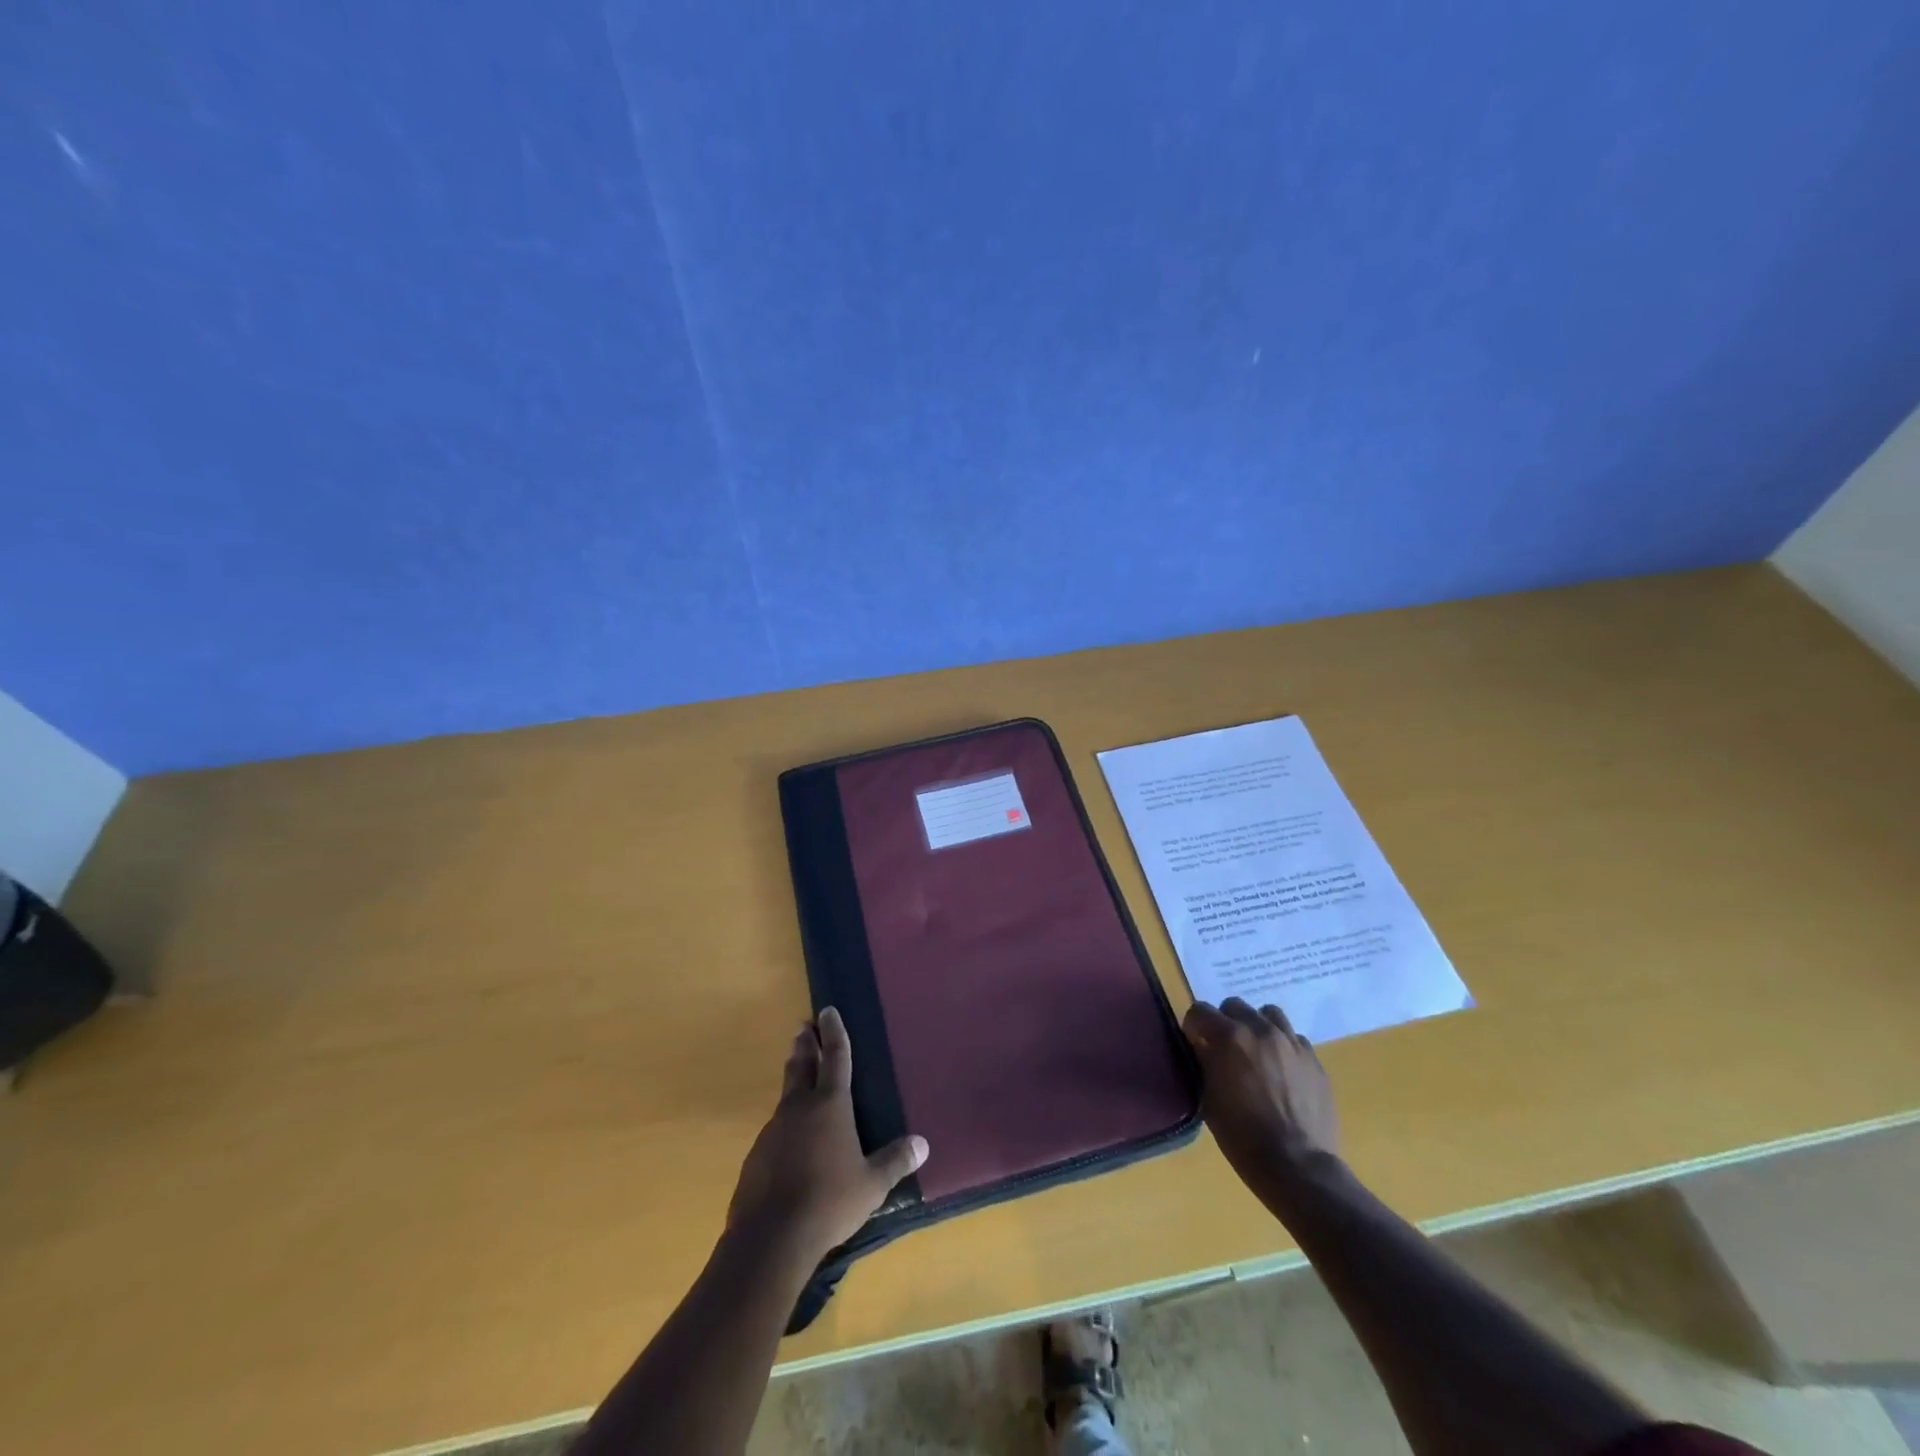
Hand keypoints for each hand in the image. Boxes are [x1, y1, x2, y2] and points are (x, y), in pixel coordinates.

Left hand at [727, 1006, 928, 1263]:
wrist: (769, 1238)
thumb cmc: (828, 1201)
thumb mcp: (871, 1184)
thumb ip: (895, 1161)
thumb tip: (922, 1144)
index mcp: (831, 1104)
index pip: (835, 1056)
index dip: (833, 1032)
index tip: (827, 1010)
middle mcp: (800, 1107)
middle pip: (802, 1065)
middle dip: (805, 1045)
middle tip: (803, 1027)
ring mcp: (774, 1130)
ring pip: (786, 1094)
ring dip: (793, 1078)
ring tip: (798, 1075)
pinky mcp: (757, 1155)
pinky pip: (776, 1127)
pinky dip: (786, 1121)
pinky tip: (790, 1138)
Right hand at [1183, 997, 1340, 1196]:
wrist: (1298, 1166)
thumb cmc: (1243, 1136)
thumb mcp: (1209, 1098)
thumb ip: (1204, 1063)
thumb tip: (1201, 1046)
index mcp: (1230, 1038)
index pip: (1200, 1010)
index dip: (1193, 1026)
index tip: (1194, 1043)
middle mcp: (1261, 1030)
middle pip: (1234, 1006)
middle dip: (1224, 1022)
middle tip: (1223, 1048)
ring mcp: (1291, 1043)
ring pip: (1268, 1014)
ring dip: (1256, 1026)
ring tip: (1255, 1051)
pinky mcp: (1314, 1060)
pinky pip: (1294, 1038)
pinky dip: (1282, 1045)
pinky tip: (1281, 1068)